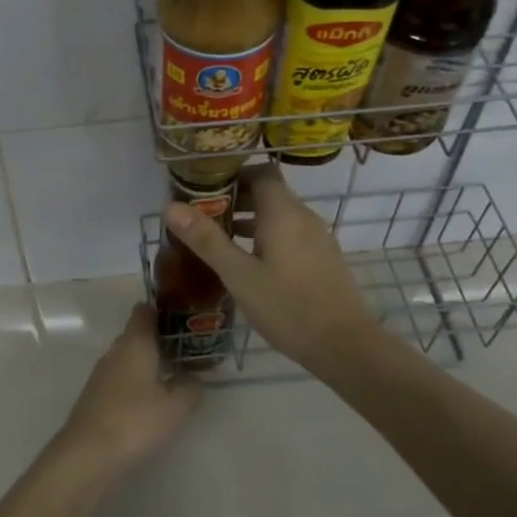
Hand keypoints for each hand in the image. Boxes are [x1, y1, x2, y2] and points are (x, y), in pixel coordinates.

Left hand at [55, 304, 201, 478]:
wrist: (87, 454)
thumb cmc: (136, 421)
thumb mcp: (176, 406)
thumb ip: (190, 386)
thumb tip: (192, 377)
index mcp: (135, 342)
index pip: (144, 312)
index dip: (162, 311)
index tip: (182, 320)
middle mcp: (115, 351)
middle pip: (137, 335)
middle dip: (160, 341)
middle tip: (187, 352)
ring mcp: (101, 374)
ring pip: (128, 359)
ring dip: (148, 364)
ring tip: (173, 378)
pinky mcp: (94, 396)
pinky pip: (120, 379)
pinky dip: (135, 383)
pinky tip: (149, 402)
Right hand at [163, 163, 380, 375]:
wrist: (345, 345)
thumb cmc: (288, 307)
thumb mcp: (239, 275)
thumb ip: (206, 240)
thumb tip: (171, 207)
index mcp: (283, 212)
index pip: (260, 171)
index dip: (233, 174)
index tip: (205, 189)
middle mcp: (304, 217)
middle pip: (269, 192)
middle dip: (235, 199)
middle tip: (203, 217)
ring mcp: (317, 238)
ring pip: (279, 215)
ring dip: (250, 220)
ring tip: (219, 241)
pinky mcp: (323, 258)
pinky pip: (291, 234)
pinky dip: (267, 237)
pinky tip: (249, 264)